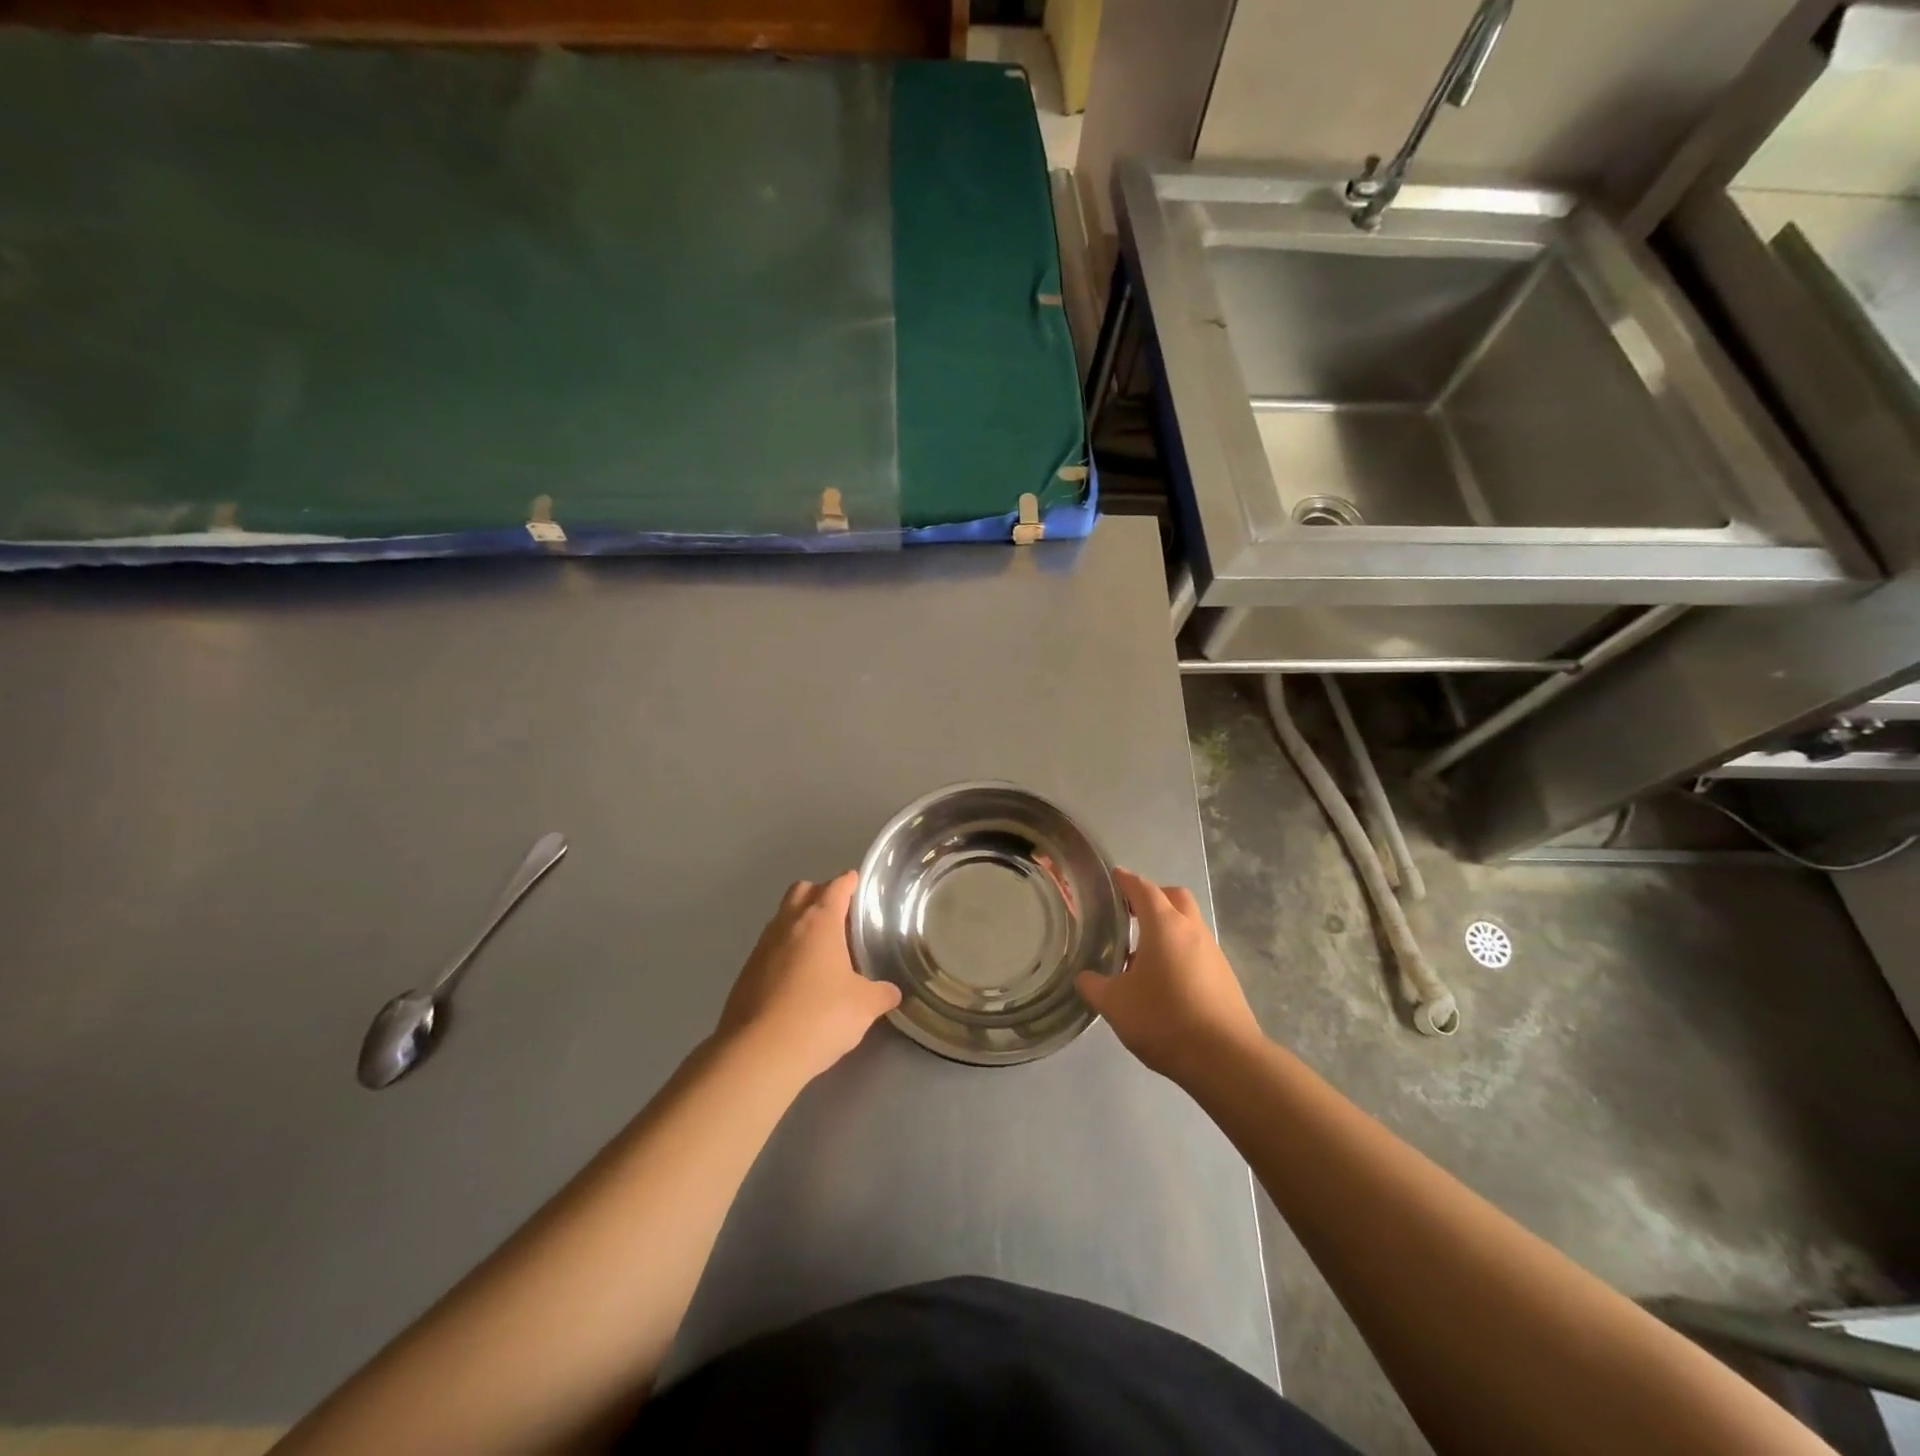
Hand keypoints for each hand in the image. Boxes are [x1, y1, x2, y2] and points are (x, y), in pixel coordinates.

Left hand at [716, 872, 901, 1085]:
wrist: (758, 1053)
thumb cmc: (819, 1017)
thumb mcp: (864, 1007)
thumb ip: (881, 994)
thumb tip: (891, 992)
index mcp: (820, 921)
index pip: (837, 886)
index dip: (850, 882)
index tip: (859, 884)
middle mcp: (788, 924)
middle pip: (802, 890)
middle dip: (820, 894)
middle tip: (840, 916)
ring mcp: (762, 947)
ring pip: (782, 918)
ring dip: (800, 923)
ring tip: (821, 950)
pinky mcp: (746, 973)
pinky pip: (770, 948)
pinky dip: (785, 952)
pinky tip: (798, 979)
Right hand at [1075, 868, 1261, 1081]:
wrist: (1225, 1059)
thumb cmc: (1164, 1019)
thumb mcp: (1115, 1005)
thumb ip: (1094, 986)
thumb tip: (1084, 978)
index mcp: (1164, 925)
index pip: (1143, 889)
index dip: (1126, 880)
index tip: (1113, 876)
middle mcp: (1192, 930)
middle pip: (1174, 898)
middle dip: (1152, 898)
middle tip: (1129, 913)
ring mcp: (1213, 953)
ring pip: (1188, 925)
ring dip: (1167, 927)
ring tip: (1141, 953)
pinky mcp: (1225, 977)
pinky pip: (1197, 950)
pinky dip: (1179, 952)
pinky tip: (1164, 981)